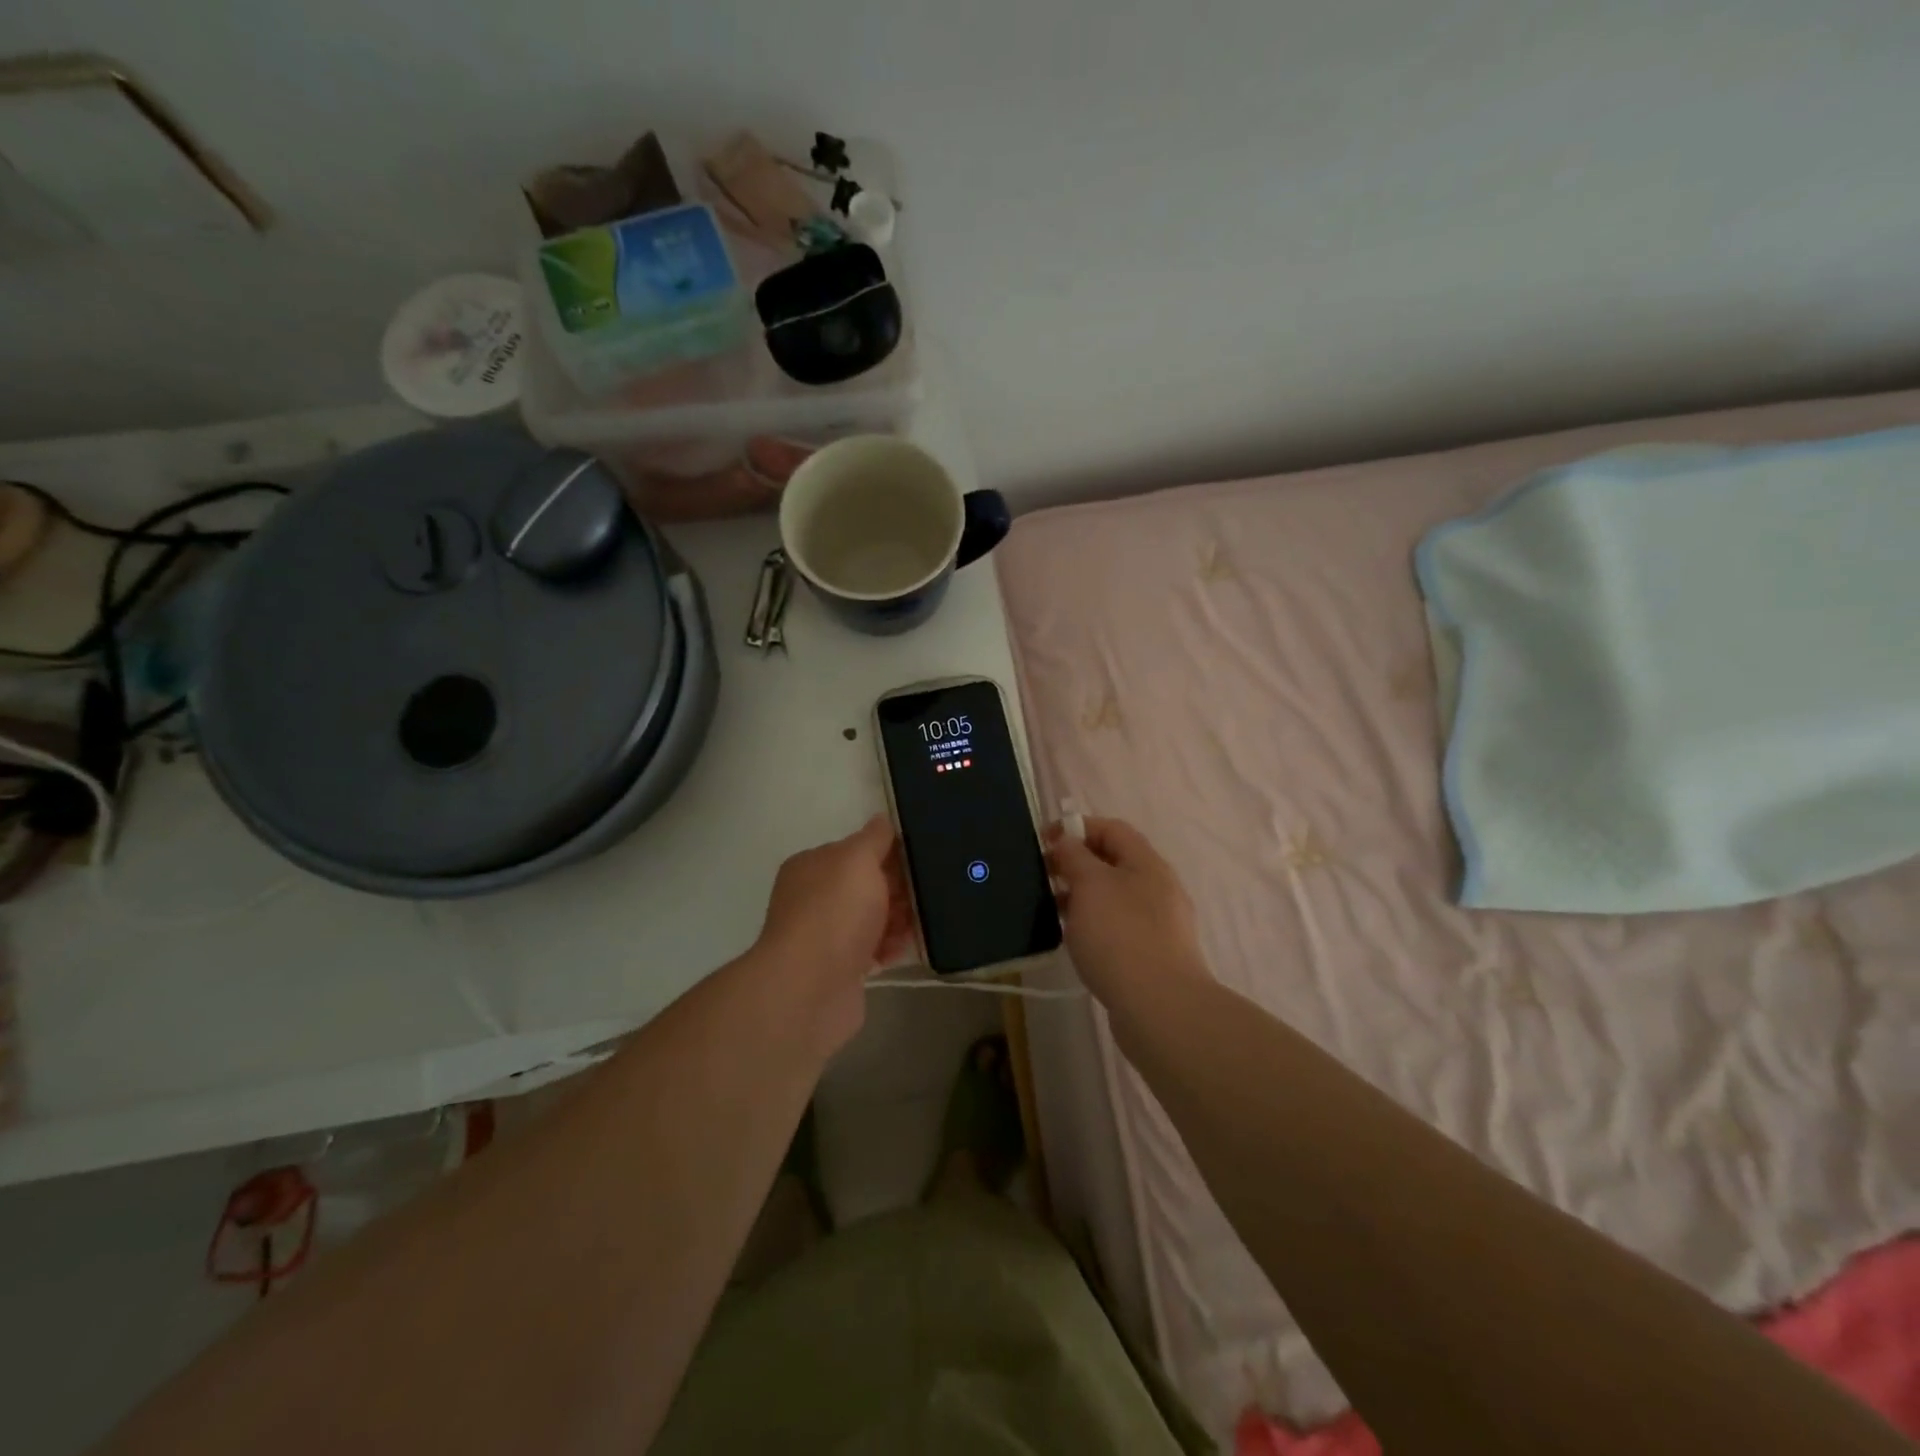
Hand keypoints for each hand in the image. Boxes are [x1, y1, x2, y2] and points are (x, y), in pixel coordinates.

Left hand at [753, 816, 914, 1047]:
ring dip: (897, 920)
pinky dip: (889, 948)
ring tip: (924, 922)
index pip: (855, 851)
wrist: (810, 988)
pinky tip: (907, 948)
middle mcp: (813, 899)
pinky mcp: (839, 971)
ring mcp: (824, 937)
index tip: (920, 859)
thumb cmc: (834, 913)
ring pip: (871, 920)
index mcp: (812, 867)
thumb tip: (883, 819)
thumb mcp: (858, 860)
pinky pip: (872, 951)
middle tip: (929, 891)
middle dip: (897, 888)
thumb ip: (874, 838)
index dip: (888, 853)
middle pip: (865, 886)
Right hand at [1047, 816, 1208, 1005]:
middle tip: (1042, 876)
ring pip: (1113, 896)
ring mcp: (1158, 923)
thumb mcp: (1090, 885)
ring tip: (1052, 909)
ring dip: (1082, 896)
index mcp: (1147, 863)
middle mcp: (1157, 888)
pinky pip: (1117, 926)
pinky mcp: (1152, 954)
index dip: (1076, 827)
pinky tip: (1075, 940)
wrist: (1160, 1007)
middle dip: (1076, 863)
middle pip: (1113, 862)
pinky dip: (1093, 924)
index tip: (1042, 841)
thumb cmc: (1120, 935)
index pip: (1111, 829)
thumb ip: (1075, 856)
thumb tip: (1066, 840)